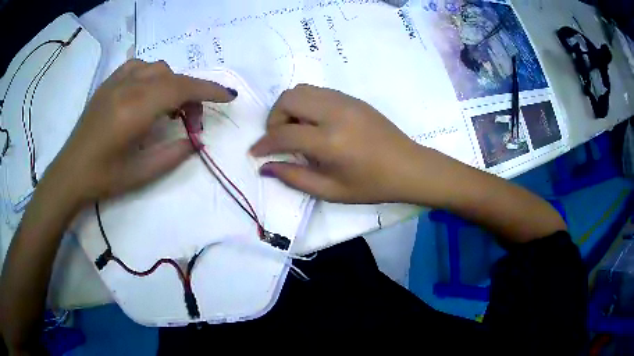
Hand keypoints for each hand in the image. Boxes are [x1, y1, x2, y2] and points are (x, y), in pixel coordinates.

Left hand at [47, 59, 235, 202]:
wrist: (70, 172)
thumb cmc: (104, 178)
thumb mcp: (142, 174)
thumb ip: (174, 153)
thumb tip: (196, 139)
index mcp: (135, 110)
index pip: (181, 88)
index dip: (209, 90)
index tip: (228, 96)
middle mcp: (128, 88)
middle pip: (172, 77)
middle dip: (191, 94)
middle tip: (192, 121)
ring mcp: (116, 82)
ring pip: (157, 68)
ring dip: (172, 83)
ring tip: (168, 108)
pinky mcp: (108, 83)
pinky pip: (138, 66)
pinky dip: (152, 75)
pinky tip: (148, 92)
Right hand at [250, 84, 421, 202]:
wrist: (408, 167)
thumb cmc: (372, 185)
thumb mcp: (331, 191)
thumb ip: (294, 178)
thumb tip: (265, 167)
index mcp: (330, 141)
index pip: (283, 134)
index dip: (264, 143)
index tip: (255, 152)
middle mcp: (335, 113)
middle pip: (288, 99)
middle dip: (274, 118)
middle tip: (280, 139)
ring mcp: (345, 101)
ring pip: (302, 89)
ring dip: (290, 108)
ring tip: (297, 130)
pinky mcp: (352, 98)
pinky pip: (318, 92)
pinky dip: (307, 104)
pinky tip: (315, 124)